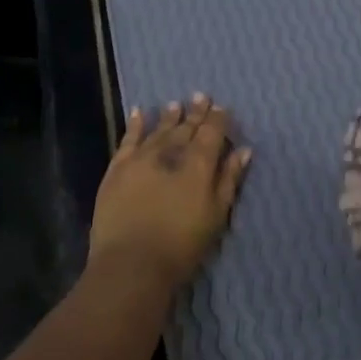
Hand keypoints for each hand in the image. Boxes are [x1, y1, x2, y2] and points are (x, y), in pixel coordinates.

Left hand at [90, 94, 250, 288]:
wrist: (131, 263)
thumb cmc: (182, 245)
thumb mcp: (216, 216)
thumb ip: (229, 180)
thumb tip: (242, 150)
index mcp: (198, 164)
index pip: (211, 133)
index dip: (217, 119)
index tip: (221, 108)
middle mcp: (169, 153)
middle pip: (185, 128)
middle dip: (195, 113)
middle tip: (201, 96)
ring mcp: (140, 158)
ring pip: (159, 130)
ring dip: (169, 116)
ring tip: (176, 104)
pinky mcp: (117, 168)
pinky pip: (128, 139)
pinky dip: (136, 124)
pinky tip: (139, 112)